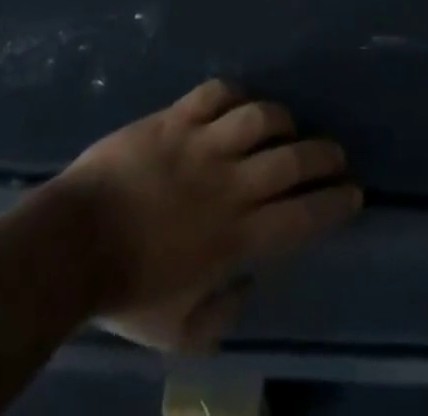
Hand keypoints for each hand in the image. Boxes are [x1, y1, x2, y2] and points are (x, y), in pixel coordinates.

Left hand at [49, 80, 361, 353]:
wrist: (73, 243)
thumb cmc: (126, 291)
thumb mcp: (178, 334)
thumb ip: (222, 316)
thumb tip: (248, 282)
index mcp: (236, 238)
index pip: (302, 217)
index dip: (334, 203)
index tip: (353, 193)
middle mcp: (228, 185)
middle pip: (291, 160)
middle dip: (322, 155)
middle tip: (335, 154)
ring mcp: (201, 145)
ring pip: (258, 117)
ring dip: (281, 119)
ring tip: (286, 125)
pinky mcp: (174, 119)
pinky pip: (214, 94)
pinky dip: (232, 94)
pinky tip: (236, 103)